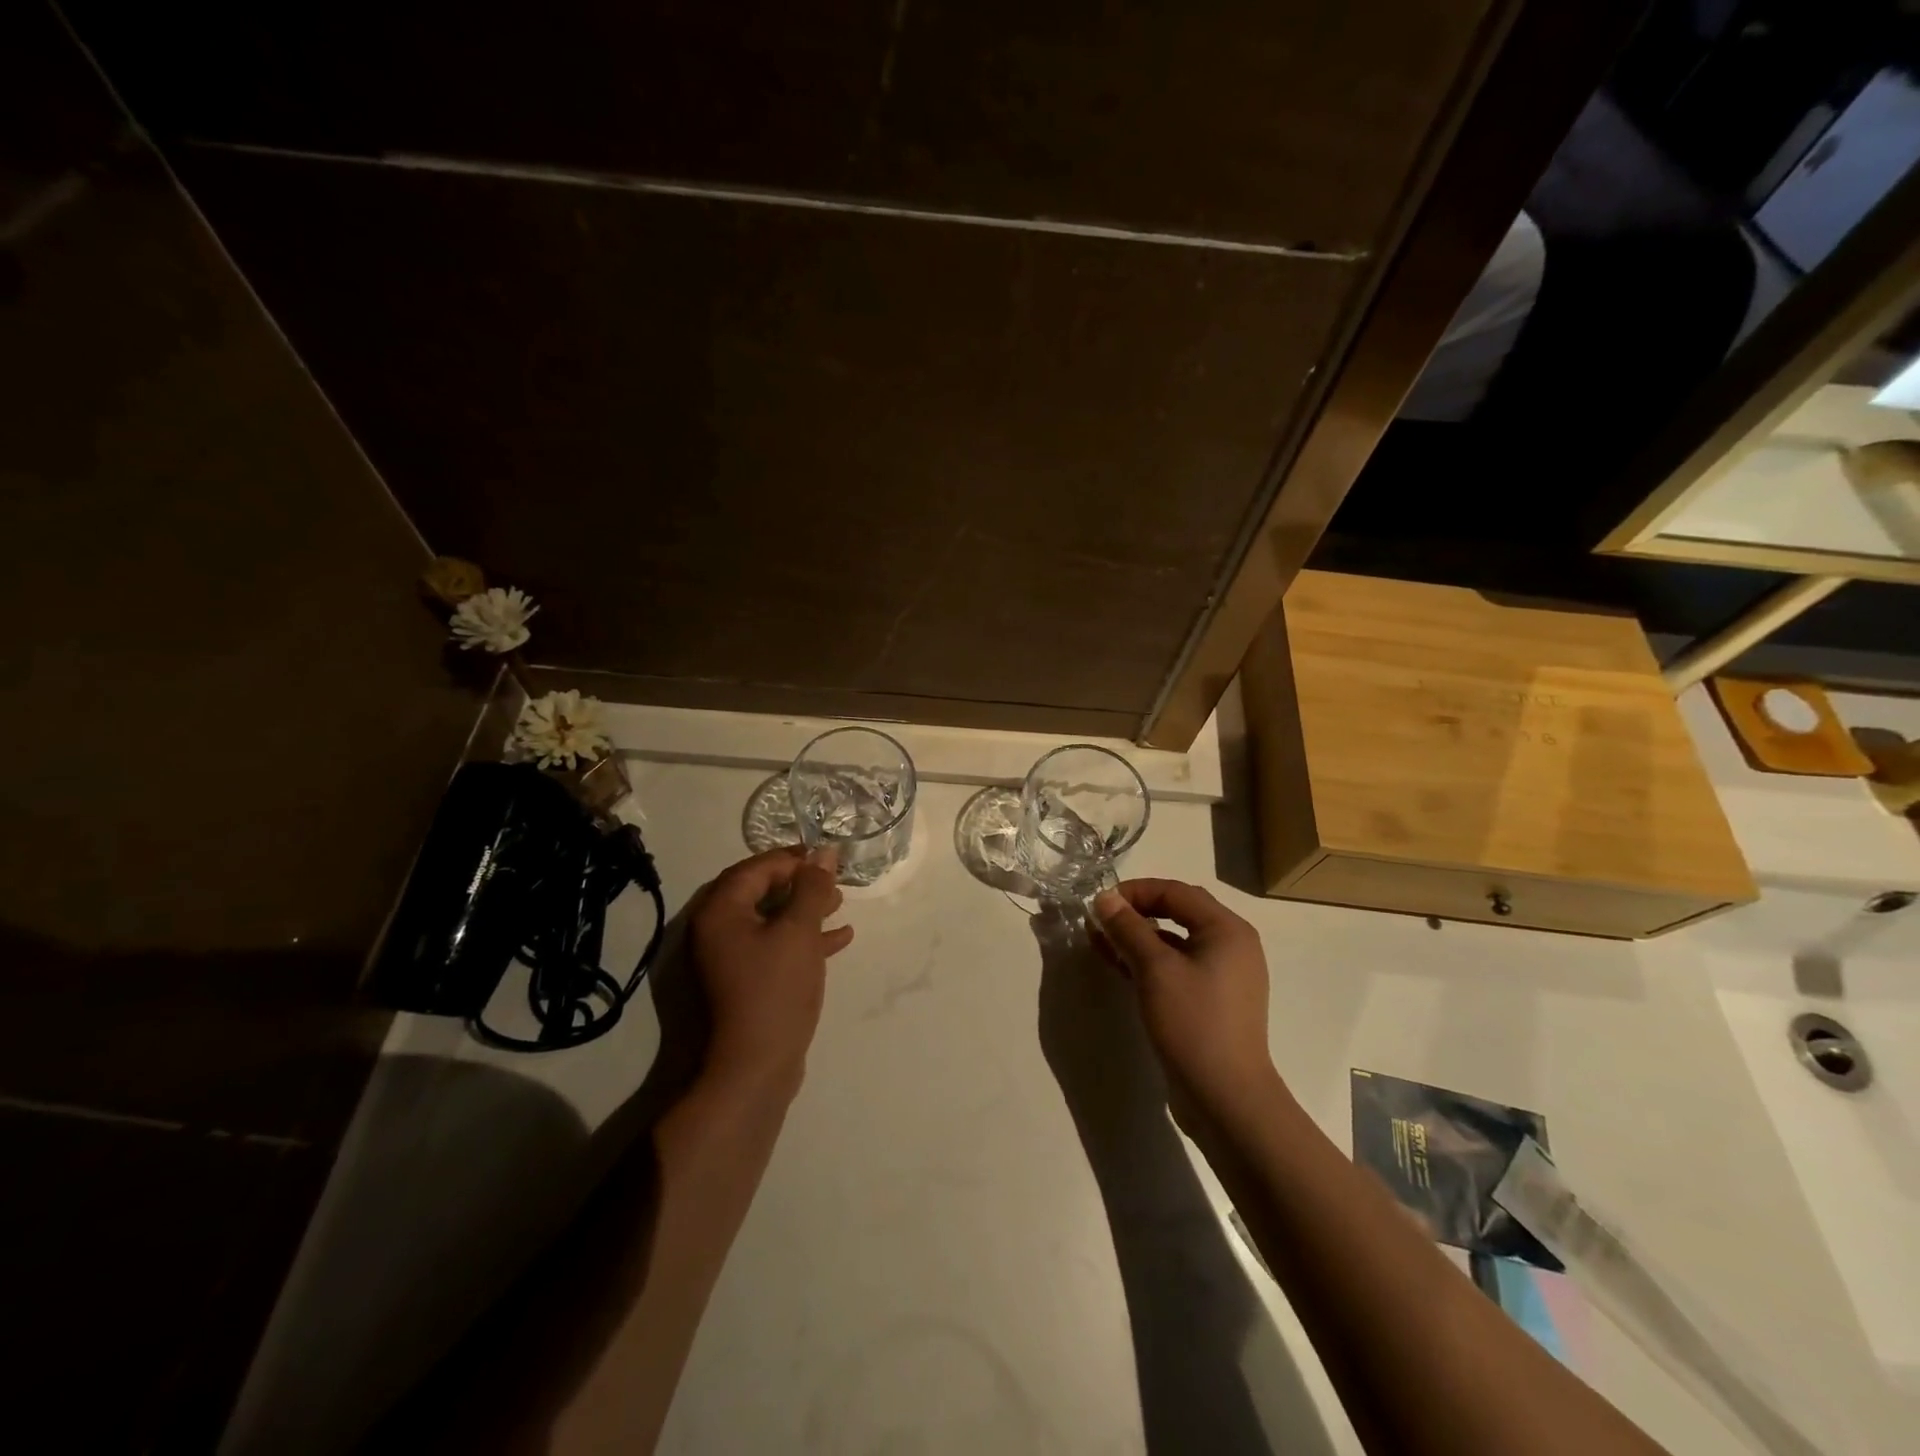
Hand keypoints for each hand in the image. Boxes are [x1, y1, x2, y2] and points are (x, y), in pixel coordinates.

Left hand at [687, 846, 853, 1101]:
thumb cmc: (775, 990)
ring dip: (805, 909)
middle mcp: (716, 931)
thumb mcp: (799, 932)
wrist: (754, 1068)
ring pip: (770, 919)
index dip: (791, 859)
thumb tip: (824, 853)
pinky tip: (840, 938)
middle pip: (760, 891)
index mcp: (720, 912)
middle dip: (800, 883)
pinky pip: (774, 947)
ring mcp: (729, 959)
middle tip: (833, 879)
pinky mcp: (745, 982)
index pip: (755, 868)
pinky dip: (803, 939)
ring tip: (840, 903)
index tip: (826, 858)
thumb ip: (812, 888)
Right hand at [1092, 880, 1281, 1124]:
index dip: (1135, 892)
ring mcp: (1224, 975)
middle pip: (1178, 912)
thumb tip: (1104, 898)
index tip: (1100, 904)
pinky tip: (1121, 968)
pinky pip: (1178, 967)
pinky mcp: (1213, 1001)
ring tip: (1101, 943)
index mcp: (1227, 929)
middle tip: (1100, 921)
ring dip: (1139, 938)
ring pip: (1175, 942)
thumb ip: (1128, 928)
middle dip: (1136, 913)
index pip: (1175, 892)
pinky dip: (1150, 962)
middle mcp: (1231, 945)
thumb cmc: (1193, 1023)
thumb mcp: (1154, 969)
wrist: (1226, 1098)